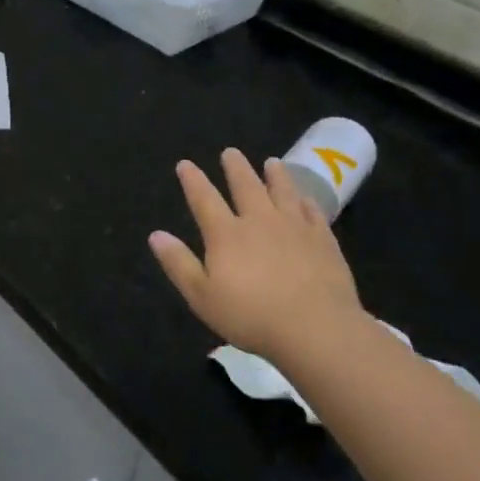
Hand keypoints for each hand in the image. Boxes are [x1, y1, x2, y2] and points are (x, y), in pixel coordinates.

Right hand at [149, 148, 366, 363]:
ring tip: (271, 162)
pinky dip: (306, 201)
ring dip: (275, 175)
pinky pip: (313, 212)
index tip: (185, 164)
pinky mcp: (323, 240)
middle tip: (231, 152)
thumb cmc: (251, 316)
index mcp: (226, 234)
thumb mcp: (202, 296)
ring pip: (283, 191)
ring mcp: (295, 227)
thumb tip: (156, 234)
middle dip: (236, 168)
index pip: (204, 199)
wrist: (316, 328)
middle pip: (246, 186)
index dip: (193, 181)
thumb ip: (178, 263)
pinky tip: (306, 198)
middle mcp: (259, 221)